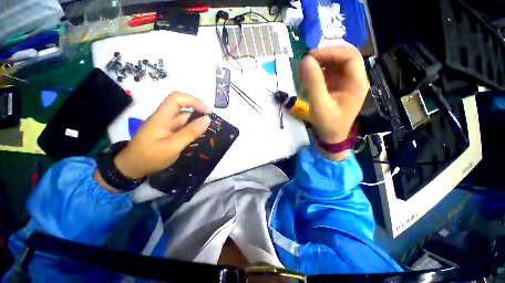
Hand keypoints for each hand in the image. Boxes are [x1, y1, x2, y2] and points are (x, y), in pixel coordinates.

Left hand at [114, 92, 209, 178]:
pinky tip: (199, 136)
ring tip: (208, 131)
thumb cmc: (150, 158)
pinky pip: (184, 125)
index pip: (176, 99)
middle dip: (198, 112)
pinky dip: (193, 128)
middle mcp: (164, 117)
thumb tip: (207, 120)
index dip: (193, 101)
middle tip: (211, 124)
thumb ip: (190, 133)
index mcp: (162, 118)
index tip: (207, 112)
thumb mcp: (172, 147)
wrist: (132, 167)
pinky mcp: (168, 130)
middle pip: (183, 107)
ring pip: (185, 117)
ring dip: (197, 122)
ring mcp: (166, 124)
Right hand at [299, 46, 368, 159]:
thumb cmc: (328, 123)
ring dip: (320, 63)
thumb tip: (305, 60)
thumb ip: (313, 82)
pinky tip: (308, 79)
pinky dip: (318, 72)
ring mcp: (345, 82)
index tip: (310, 56)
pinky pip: (329, 73)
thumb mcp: (320, 104)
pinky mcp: (337, 86)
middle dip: (324, 56)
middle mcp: (354, 79)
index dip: (331, 51)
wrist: (331, 137)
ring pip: (335, 63)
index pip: (350, 56)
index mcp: (357, 82)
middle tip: (306, 61)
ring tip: (305, 71)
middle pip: (343, 57)